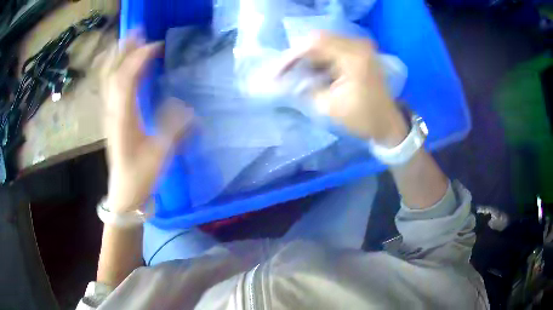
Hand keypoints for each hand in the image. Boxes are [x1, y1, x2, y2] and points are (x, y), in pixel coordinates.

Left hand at [99, 33, 191, 211]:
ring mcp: (109, 113)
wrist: (124, 193)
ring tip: (130, 40)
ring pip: (107, 78)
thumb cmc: (141, 176)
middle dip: (124, 49)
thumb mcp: (161, 155)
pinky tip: (122, 63)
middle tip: (139, 31)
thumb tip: (186, 106)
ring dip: (117, 56)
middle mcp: (112, 111)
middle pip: (112, 73)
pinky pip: (108, 86)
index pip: (127, 79)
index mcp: (123, 118)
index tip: (156, 45)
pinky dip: (114, 69)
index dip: (139, 58)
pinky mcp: (110, 117)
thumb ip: (174, 128)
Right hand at [283, 32, 407, 145]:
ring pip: (325, 43)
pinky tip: (312, 71)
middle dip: (299, 56)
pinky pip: (333, 48)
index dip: (292, 56)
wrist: (387, 123)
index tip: (278, 72)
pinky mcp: (360, 53)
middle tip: (285, 72)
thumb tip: (291, 78)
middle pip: (319, 39)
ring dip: (309, 57)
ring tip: (296, 73)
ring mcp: (360, 48)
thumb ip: (307, 88)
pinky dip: (320, 58)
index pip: (314, 44)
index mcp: (353, 56)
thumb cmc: (362, 118)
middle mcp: (357, 45)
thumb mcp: (330, 106)